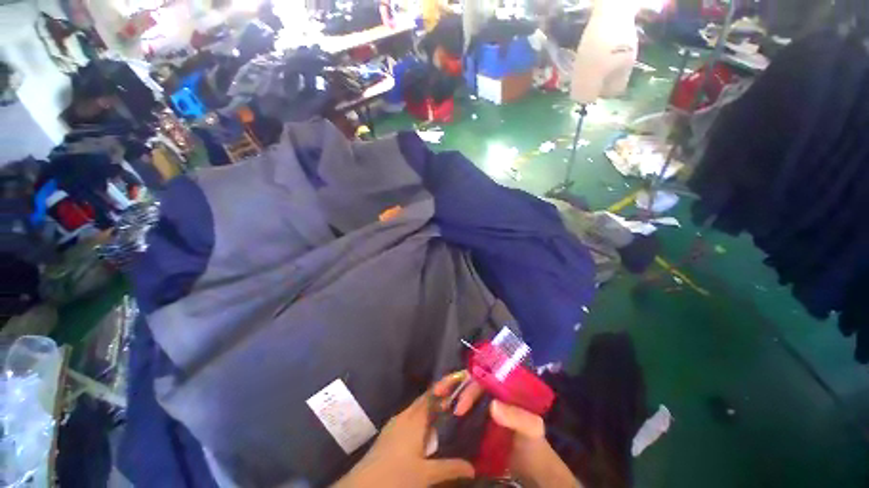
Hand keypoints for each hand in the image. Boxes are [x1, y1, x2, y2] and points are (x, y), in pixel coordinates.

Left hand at [332, 388, 474, 487]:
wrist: (363, 486)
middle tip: (454, 397)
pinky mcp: (388, 433)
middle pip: (424, 400)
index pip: (432, 395)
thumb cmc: (397, 477)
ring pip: (415, 409)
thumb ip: (450, 467)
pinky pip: (408, 418)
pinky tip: (424, 430)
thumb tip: (473, 467)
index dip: (444, 386)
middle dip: (438, 396)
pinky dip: (420, 418)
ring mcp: (395, 424)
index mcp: (415, 420)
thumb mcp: (426, 474)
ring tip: (443, 412)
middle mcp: (404, 416)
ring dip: (429, 408)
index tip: (456, 379)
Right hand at [433, 372, 580, 487]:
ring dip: (449, 397)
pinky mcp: (476, 424)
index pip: (481, 379)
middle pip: (468, 384)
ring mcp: (482, 409)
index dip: (469, 387)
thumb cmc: (534, 443)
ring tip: (437, 405)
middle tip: (438, 394)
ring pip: (462, 396)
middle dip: (452, 385)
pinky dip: (451, 414)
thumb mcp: (532, 427)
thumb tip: (493, 406)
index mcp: (502, 388)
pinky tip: (441, 417)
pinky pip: (461, 414)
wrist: (532, 470)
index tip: (459, 406)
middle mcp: (490, 394)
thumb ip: (517, 416)